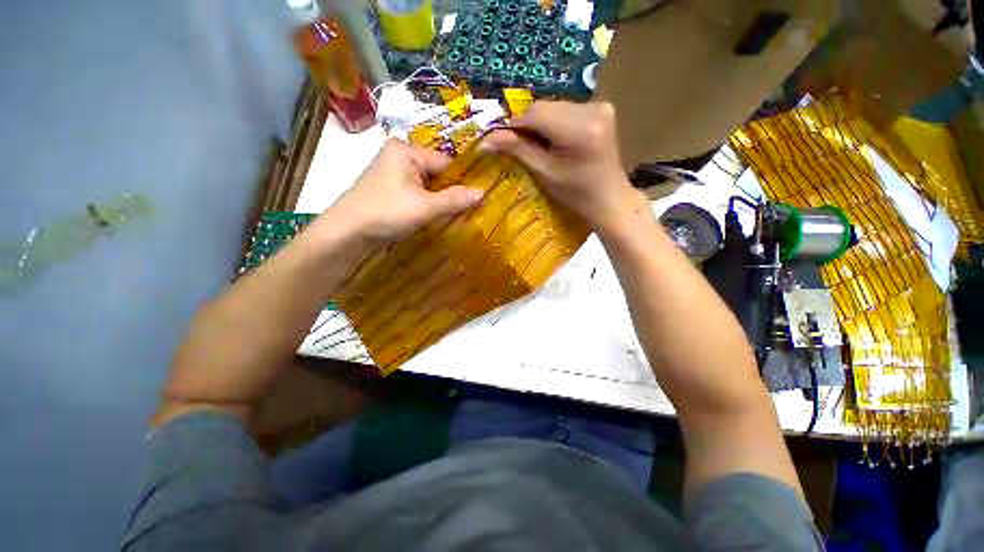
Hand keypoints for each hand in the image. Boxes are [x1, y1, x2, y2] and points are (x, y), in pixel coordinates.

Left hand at [318, 139, 483, 247]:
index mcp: (407, 150)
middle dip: (450, 192)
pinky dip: (426, 204)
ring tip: (453, 216)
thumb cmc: (385, 213)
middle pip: (436, 173)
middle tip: (466, 211)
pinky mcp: (388, 188)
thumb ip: (454, 199)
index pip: (446, 163)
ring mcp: (392, 172)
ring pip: (427, 185)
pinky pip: (416, 192)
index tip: (477, 199)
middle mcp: (399, 156)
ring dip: (439, 200)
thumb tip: (483, 192)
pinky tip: (433, 217)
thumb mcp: (425, 207)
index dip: (461, 182)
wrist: (345, 233)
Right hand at [480, 101, 646, 235]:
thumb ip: (517, 151)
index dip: (514, 125)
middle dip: (528, 125)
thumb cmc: (576, 195)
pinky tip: (555, 141)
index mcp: (580, 129)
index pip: (535, 113)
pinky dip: (555, 123)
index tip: (501, 141)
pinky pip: (566, 110)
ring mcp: (600, 106)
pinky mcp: (602, 109)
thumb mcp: (545, 174)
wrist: (609, 200)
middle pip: (545, 107)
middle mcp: (592, 109)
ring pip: (554, 107)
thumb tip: (486, 139)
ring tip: (538, 146)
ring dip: (541, 124)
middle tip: (520, 147)